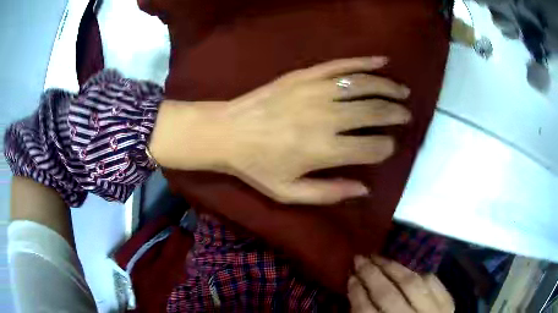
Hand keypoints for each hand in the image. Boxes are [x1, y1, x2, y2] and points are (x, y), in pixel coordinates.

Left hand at [150, 57, 410, 204]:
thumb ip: (329, 194)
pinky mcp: (305, 74)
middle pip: (375, 112)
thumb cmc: (256, 166)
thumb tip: (365, 189)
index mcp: (324, 150)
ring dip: (388, 88)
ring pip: (364, 85)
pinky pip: (341, 65)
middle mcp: (327, 117)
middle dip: (396, 114)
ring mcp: (316, 90)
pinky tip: (382, 61)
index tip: (390, 146)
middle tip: (406, 115)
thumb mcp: (289, 193)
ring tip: (402, 92)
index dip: (386, 148)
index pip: (372, 147)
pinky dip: (364, 62)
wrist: (227, 132)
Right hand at [349, 256, 454, 312]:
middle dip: (371, 274)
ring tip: (379, 257)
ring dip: (393, 267)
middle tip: (359, 259)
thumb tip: (356, 294)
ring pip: (412, 284)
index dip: (356, 293)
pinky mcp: (448, 304)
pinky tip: (407, 270)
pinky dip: (419, 274)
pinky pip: (433, 282)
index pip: (366, 312)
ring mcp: (434, 312)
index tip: (349, 277)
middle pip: (388, 295)